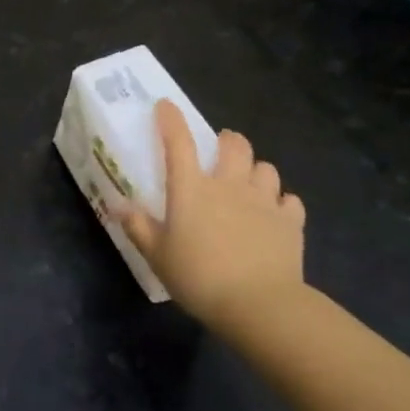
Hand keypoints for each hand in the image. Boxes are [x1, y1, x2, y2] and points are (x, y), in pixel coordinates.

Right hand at [119, 100, 307, 330]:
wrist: (259, 305)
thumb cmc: (199, 277)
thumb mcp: (157, 256)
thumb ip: (138, 228)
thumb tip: (119, 206)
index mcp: (191, 189)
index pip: (178, 142)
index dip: (171, 119)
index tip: (166, 105)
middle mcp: (229, 185)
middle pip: (234, 145)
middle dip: (227, 140)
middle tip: (220, 149)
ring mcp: (264, 201)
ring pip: (265, 168)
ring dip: (255, 170)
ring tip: (248, 182)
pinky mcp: (290, 222)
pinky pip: (289, 200)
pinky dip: (281, 202)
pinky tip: (275, 214)